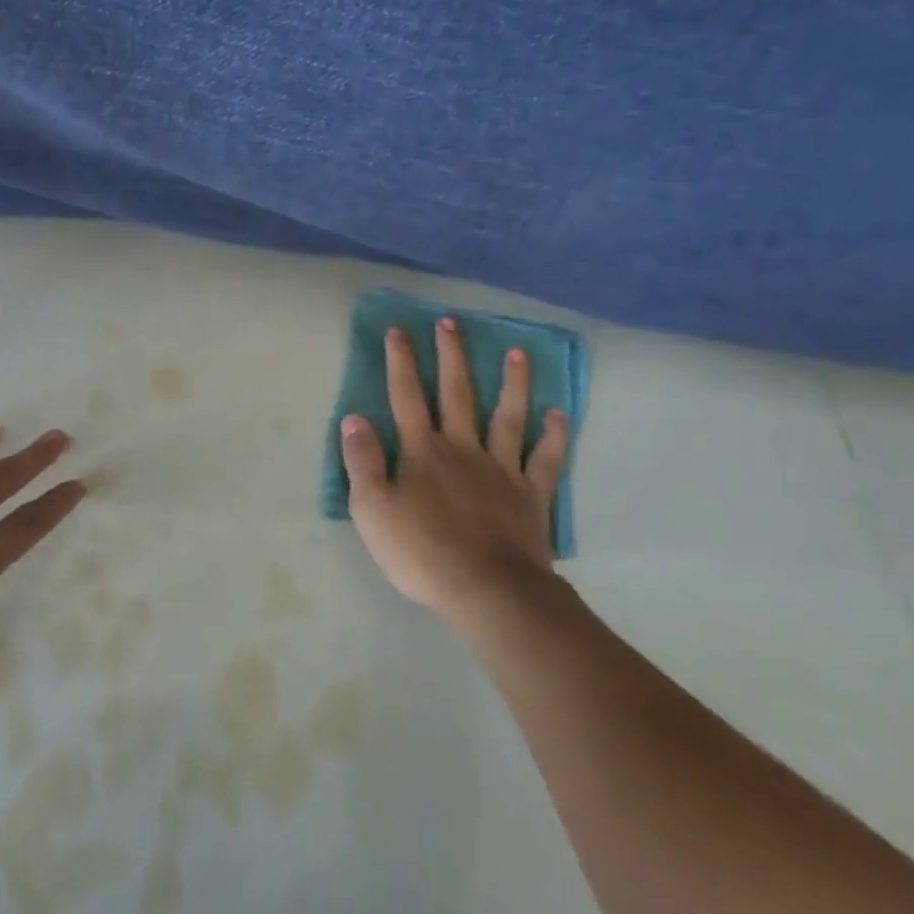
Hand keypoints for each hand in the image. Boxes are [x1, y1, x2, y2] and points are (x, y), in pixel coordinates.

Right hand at [340, 318, 569, 623]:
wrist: (487, 590)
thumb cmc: (421, 552)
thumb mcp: (371, 509)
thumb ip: (361, 460)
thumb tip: (354, 417)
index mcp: (422, 451)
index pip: (407, 397)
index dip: (401, 362)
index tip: (399, 330)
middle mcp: (462, 448)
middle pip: (456, 394)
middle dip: (452, 356)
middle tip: (452, 322)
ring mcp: (501, 469)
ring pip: (507, 417)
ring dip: (512, 383)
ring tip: (517, 352)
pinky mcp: (531, 495)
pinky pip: (545, 459)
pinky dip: (554, 436)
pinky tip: (559, 414)